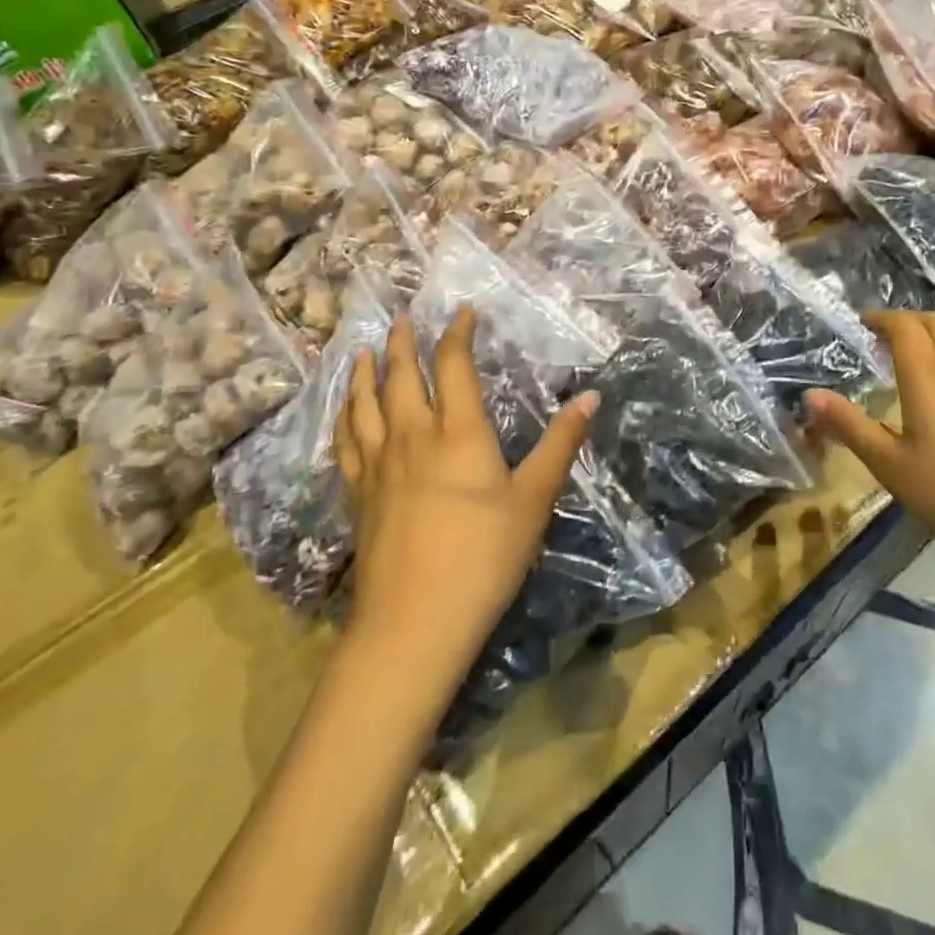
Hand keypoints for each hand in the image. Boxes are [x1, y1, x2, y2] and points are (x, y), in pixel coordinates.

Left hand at [334, 308, 597, 698]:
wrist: (414, 623)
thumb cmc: (484, 558)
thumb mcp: (534, 500)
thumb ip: (561, 444)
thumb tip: (590, 397)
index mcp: (459, 433)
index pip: (454, 366)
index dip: (458, 334)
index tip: (463, 312)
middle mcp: (413, 436)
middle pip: (401, 376)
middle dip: (403, 343)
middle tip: (402, 317)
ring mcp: (379, 465)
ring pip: (365, 404)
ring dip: (364, 372)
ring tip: (363, 349)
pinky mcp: (358, 495)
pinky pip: (346, 441)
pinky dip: (344, 416)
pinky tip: (344, 411)